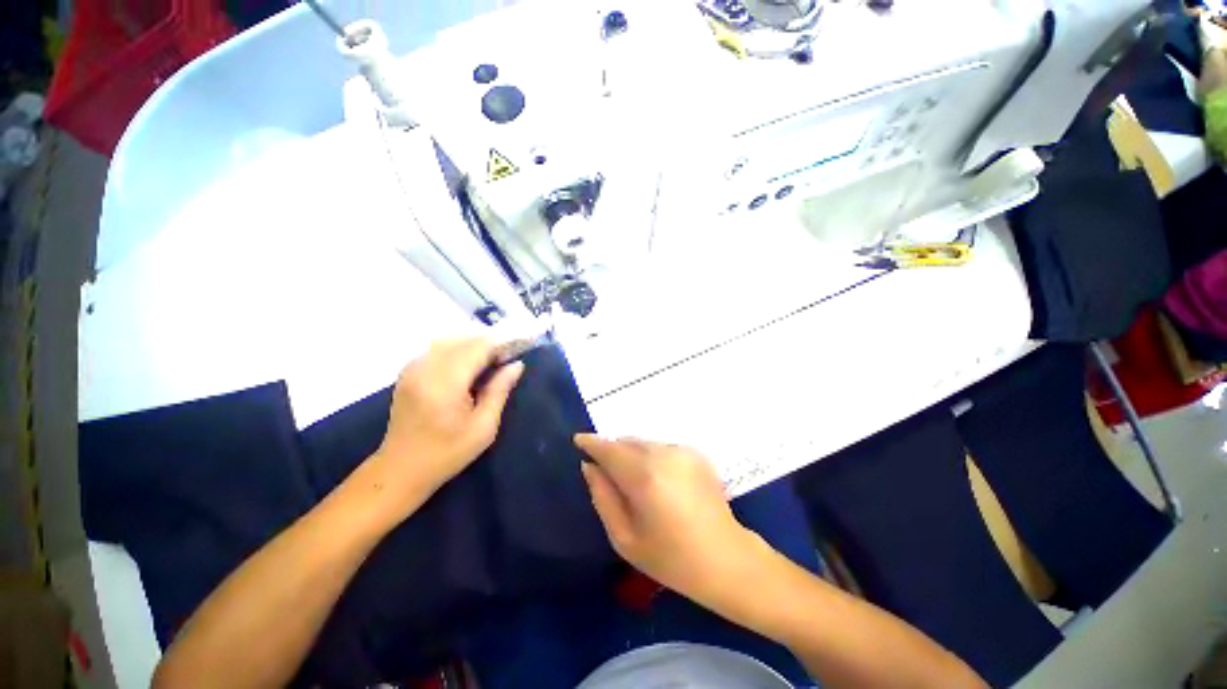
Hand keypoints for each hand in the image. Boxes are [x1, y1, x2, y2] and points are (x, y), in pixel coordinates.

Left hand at [367, 339, 523, 513]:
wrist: (401, 469)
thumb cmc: (447, 453)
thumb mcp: (483, 427)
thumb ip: (500, 391)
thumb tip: (516, 365)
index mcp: (445, 383)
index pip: (477, 347)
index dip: (500, 344)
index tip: (519, 348)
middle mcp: (426, 368)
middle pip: (463, 340)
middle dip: (488, 343)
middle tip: (508, 355)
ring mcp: (413, 369)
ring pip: (449, 341)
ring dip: (473, 344)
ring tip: (491, 359)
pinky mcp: (408, 373)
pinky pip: (436, 349)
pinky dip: (457, 349)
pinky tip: (468, 363)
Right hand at [575, 435, 758, 606]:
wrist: (725, 559)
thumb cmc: (670, 558)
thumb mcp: (625, 538)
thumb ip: (602, 497)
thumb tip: (590, 467)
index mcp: (644, 476)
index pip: (609, 448)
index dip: (591, 443)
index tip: (578, 441)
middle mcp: (664, 454)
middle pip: (627, 441)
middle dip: (612, 451)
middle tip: (607, 472)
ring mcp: (683, 450)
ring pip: (645, 443)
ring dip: (632, 453)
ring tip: (634, 481)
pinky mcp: (696, 452)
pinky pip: (662, 447)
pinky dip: (652, 456)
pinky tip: (659, 482)